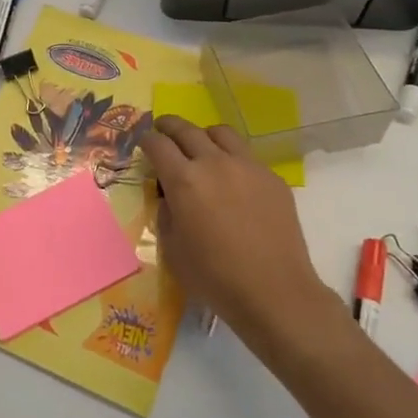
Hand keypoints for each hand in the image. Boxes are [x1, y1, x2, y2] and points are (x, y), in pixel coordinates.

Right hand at [141, 116, 330, 344]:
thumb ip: (167, 214)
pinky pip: (247, 156)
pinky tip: (233, 180)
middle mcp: (214, 163)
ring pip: (221, 134)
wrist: (274, 291)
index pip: (158, 145)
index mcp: (184, 180)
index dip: (146, 140)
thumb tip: (170, 197)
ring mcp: (247, 166)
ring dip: (204, 135)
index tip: (143, 142)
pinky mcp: (272, 178)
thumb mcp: (173, 250)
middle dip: (169, 126)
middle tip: (163, 130)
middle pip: (186, 129)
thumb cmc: (214, 277)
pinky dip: (232, 159)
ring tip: (201, 147)